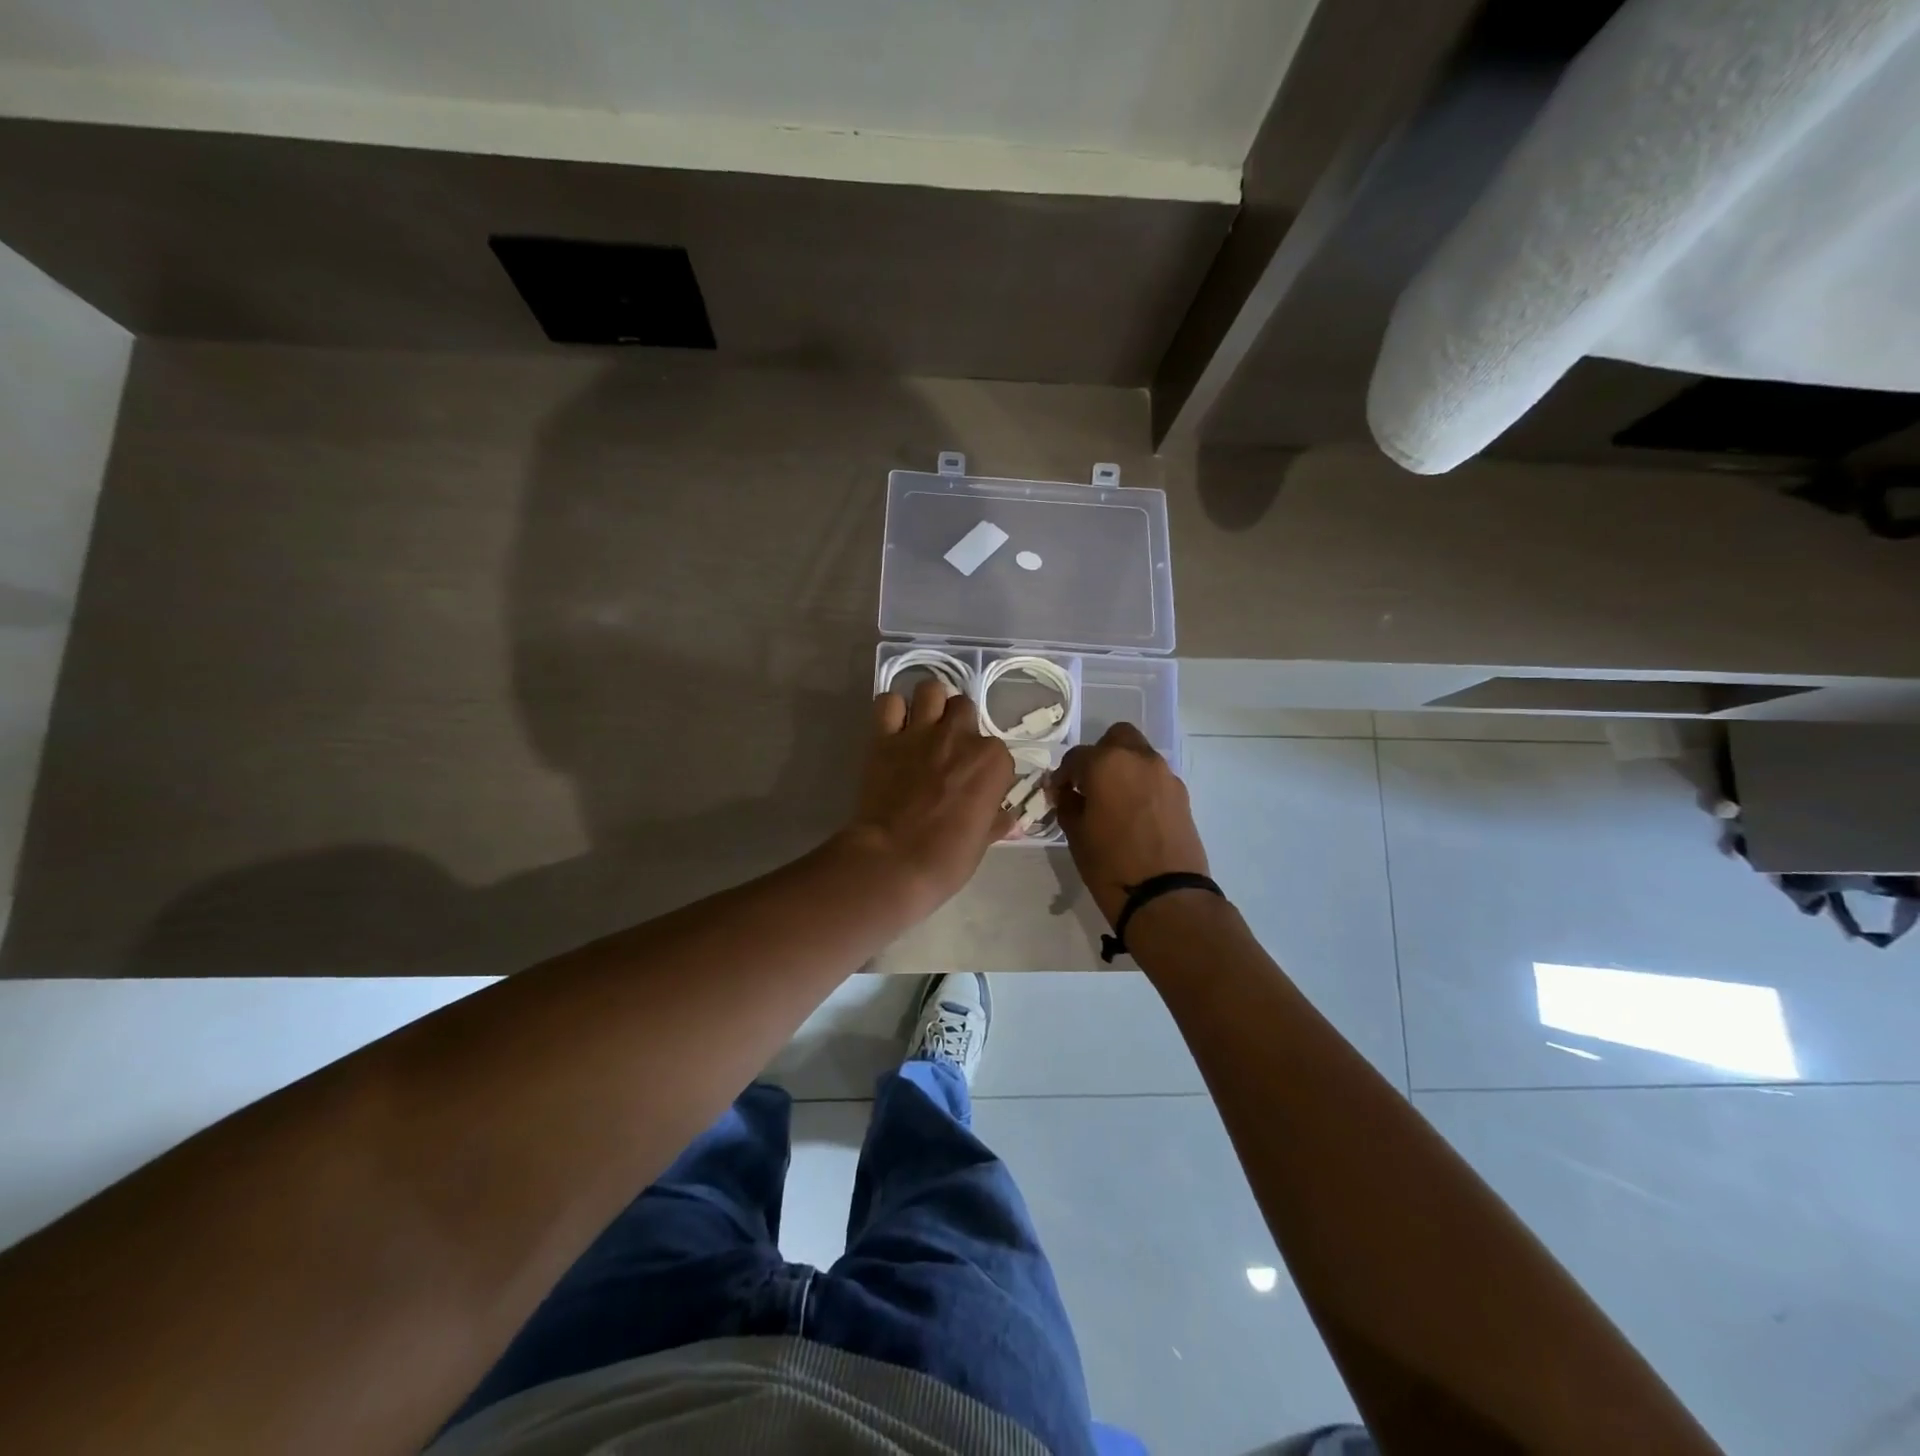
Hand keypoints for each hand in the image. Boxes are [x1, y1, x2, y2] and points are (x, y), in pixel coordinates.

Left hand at [844, 679, 1016, 910]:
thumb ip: (997, 821)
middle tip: (949, 749)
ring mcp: (921, 732)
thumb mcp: (983, 841)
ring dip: (930, 703)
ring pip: (931, 689)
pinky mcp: (885, 737)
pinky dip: (892, 709)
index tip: (975, 783)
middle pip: (965, 708)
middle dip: (959, 724)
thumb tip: (1012, 821)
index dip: (985, 765)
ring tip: (925, 725)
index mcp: (993, 761)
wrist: (893, 861)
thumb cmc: (947, 858)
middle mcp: (960, 736)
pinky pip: (888, 702)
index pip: (997, 749)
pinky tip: (895, 726)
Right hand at [1053, 723, 1209, 925]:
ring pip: (1139, 755)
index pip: (1076, 757)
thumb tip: (1067, 793)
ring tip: (1113, 801)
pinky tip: (1134, 814)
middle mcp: (1138, 758)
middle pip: (1116, 738)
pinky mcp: (1182, 795)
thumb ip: (1068, 804)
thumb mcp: (1076, 834)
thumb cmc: (1110, 864)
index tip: (1058, 794)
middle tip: (1089, 785)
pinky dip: (1141, 785)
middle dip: (1100, 755)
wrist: (1165, 896)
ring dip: (1123, 768)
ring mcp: (1165, 775)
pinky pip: (1155, 778)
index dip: (1063, 776)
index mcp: (1106, 763)